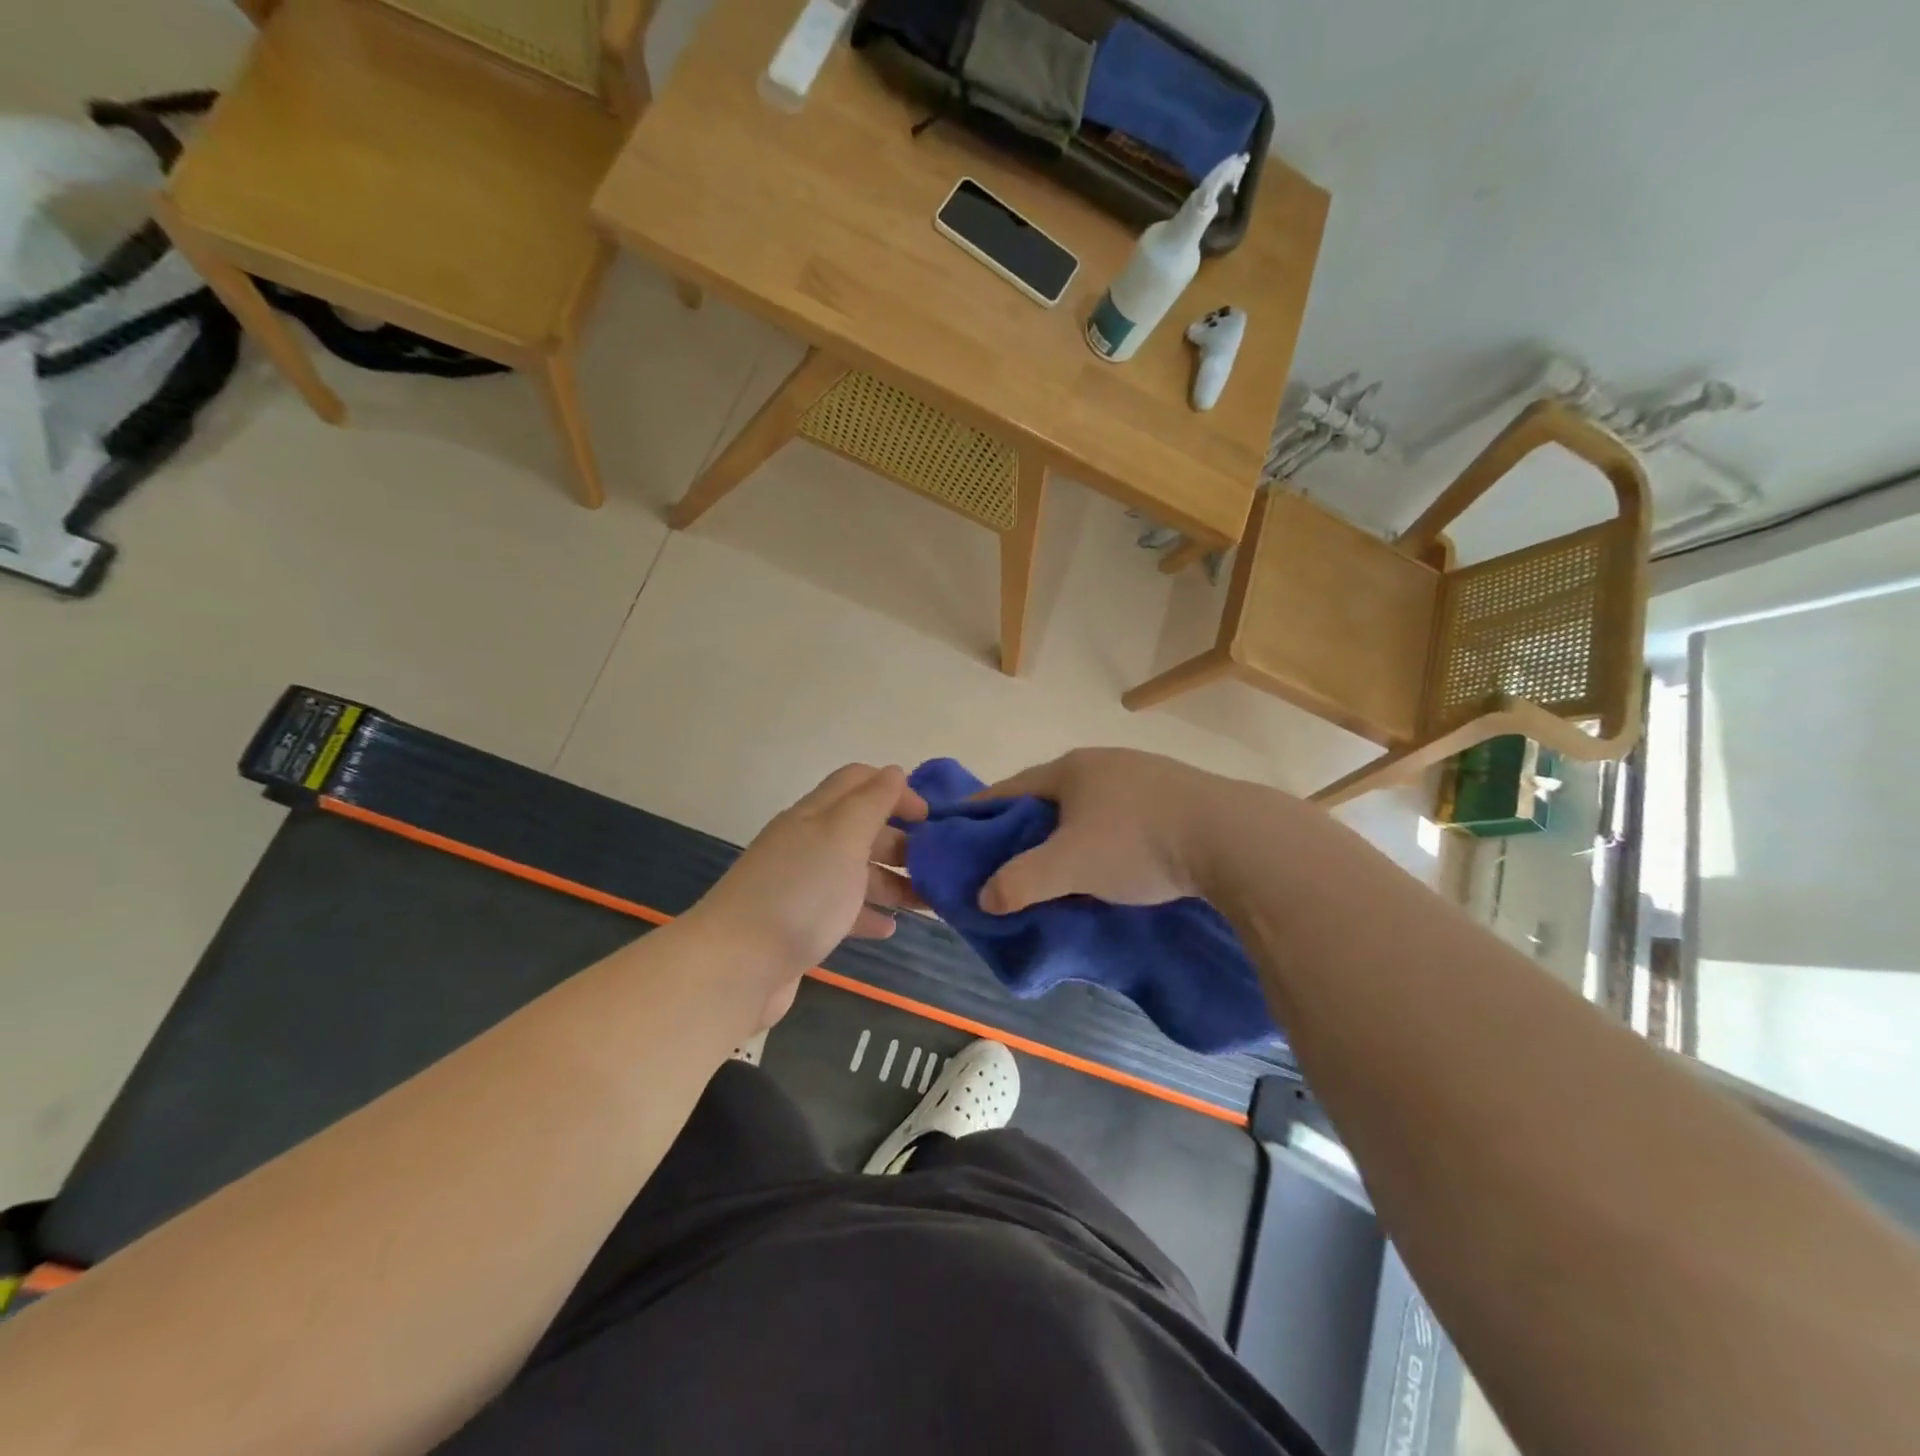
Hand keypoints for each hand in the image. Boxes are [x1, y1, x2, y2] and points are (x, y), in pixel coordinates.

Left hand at [688, 765, 926, 1027]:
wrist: (736, 966)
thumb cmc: (800, 893)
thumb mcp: (842, 837)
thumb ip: (871, 802)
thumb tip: (894, 772)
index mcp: (816, 815)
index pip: (859, 782)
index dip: (897, 790)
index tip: (931, 818)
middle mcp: (807, 844)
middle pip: (861, 828)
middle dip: (901, 840)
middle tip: (938, 864)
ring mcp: (802, 886)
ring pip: (856, 872)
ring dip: (893, 880)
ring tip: (929, 901)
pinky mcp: (800, 925)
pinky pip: (842, 911)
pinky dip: (868, 914)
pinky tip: (890, 928)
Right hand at [975, 749, 1233, 912]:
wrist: (1232, 837)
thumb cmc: (1137, 842)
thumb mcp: (1069, 866)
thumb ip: (1020, 882)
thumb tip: (983, 897)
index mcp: (1070, 769)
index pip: (1010, 788)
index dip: (982, 811)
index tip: (961, 833)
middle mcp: (1104, 761)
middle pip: (1050, 795)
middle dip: (1027, 825)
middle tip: (1010, 859)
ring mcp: (1144, 773)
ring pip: (1090, 804)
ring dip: (1070, 831)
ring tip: (1062, 865)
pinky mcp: (1176, 793)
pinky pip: (1124, 813)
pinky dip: (1106, 834)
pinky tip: (1115, 859)